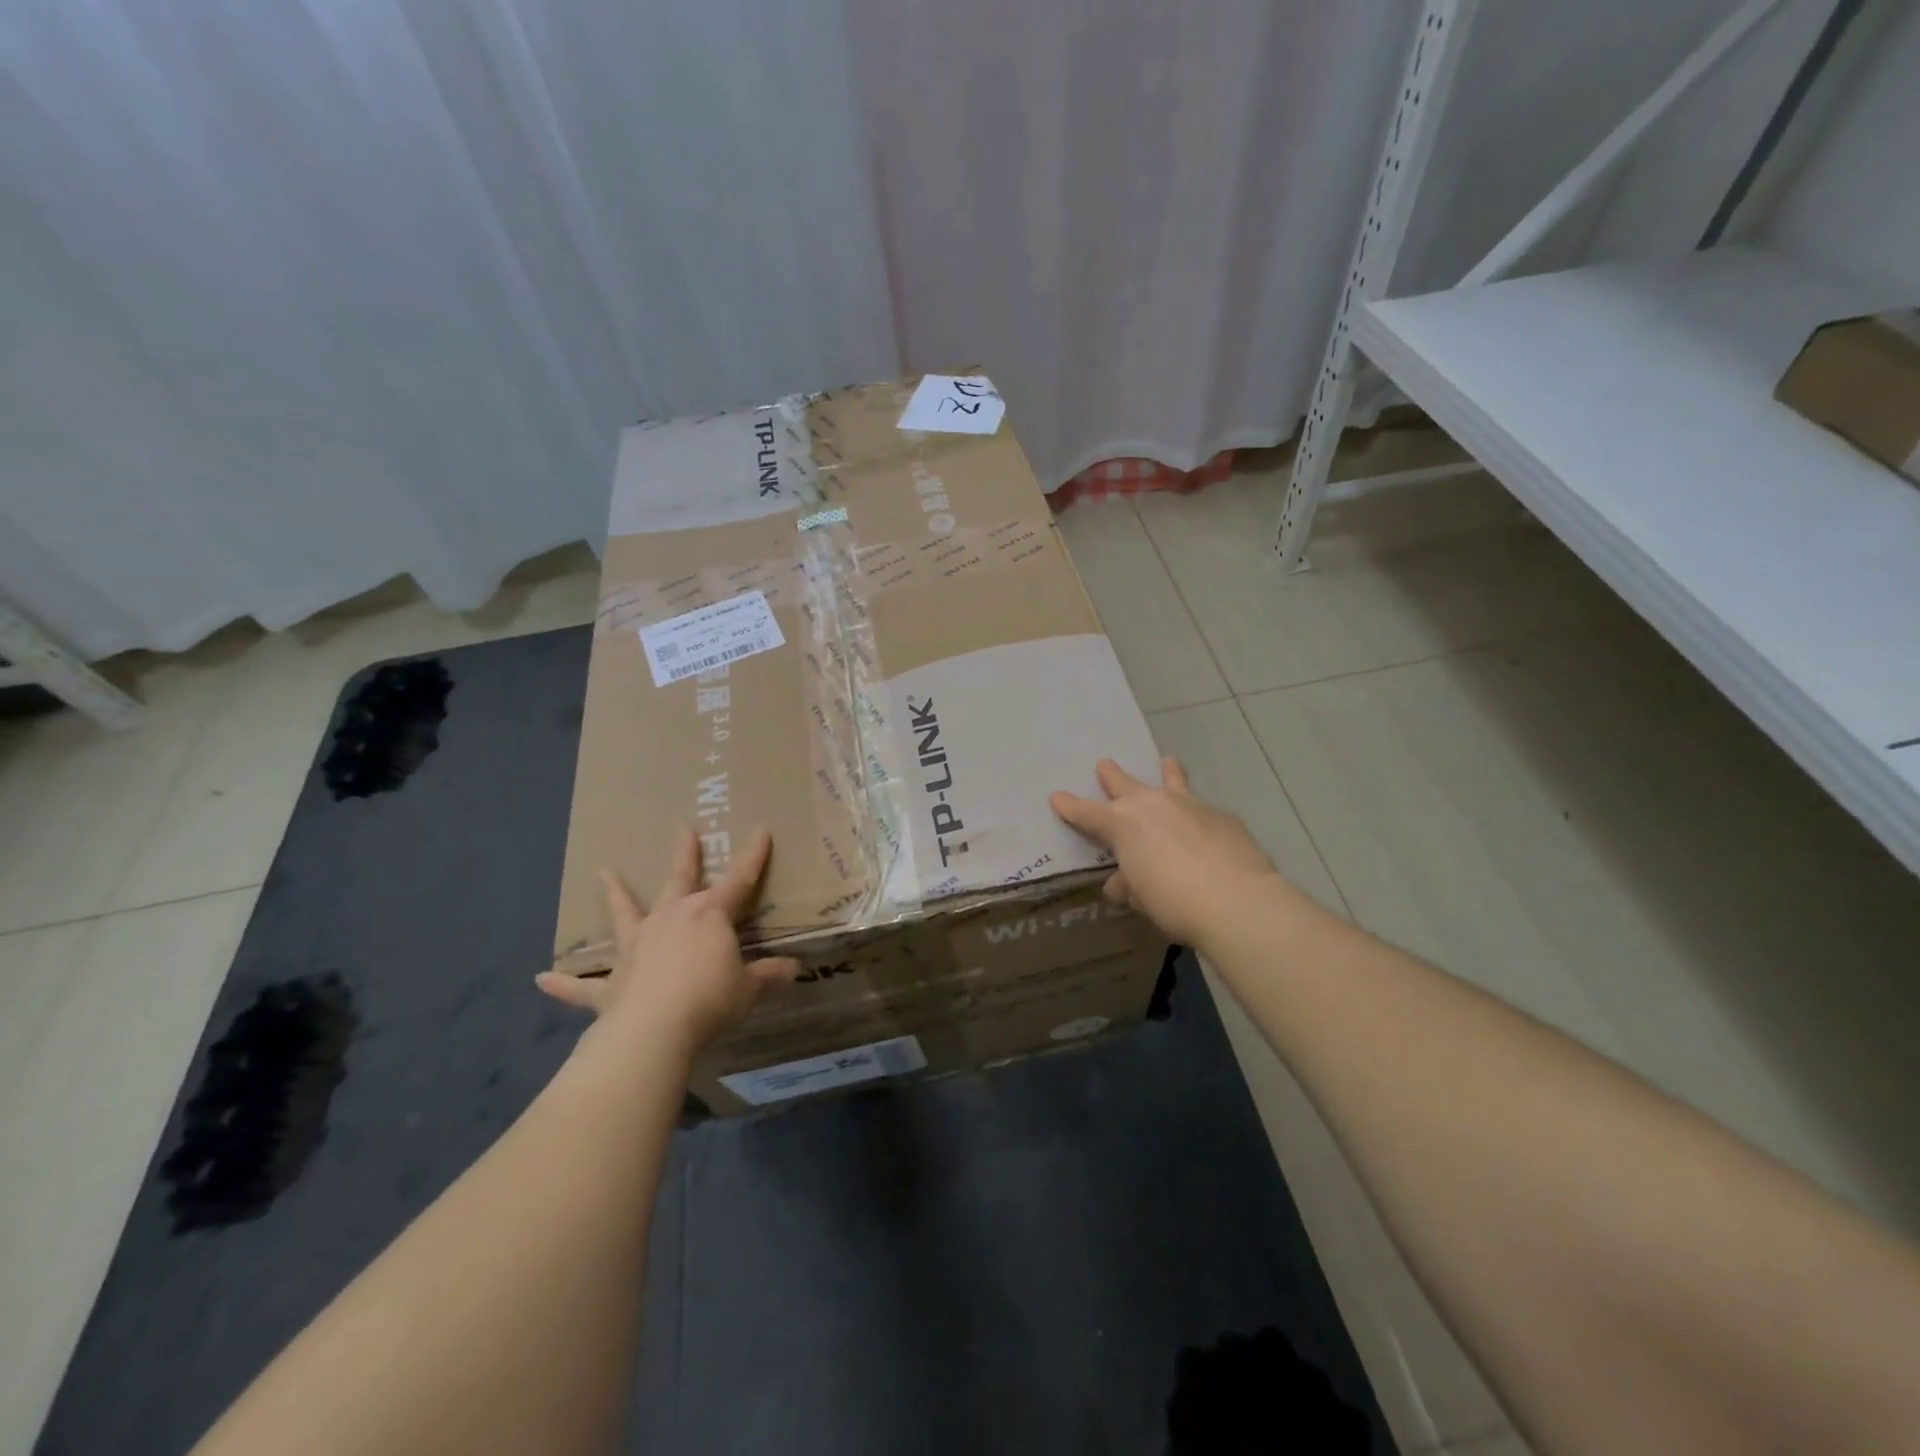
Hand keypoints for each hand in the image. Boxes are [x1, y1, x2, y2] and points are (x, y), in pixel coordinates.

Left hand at [535, 826, 799, 1057]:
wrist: (654, 1031)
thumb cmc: (709, 1001)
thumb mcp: (748, 989)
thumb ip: (768, 976)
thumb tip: (793, 969)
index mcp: (708, 916)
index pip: (739, 880)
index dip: (752, 856)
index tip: (760, 830)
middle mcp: (670, 920)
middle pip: (679, 880)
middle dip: (684, 854)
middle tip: (682, 828)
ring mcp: (636, 947)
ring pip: (625, 914)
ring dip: (615, 894)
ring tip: (603, 873)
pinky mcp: (611, 982)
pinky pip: (583, 984)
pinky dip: (563, 983)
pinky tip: (541, 979)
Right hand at [1050, 757, 1280, 946]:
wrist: (1235, 900)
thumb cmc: (1173, 902)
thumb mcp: (1142, 899)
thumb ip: (1128, 886)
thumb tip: (1121, 884)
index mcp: (1122, 824)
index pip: (1086, 813)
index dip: (1069, 806)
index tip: (1056, 797)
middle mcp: (1152, 805)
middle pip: (1124, 783)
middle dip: (1111, 775)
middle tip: (1104, 765)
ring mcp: (1189, 805)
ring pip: (1171, 779)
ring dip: (1166, 772)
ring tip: (1167, 762)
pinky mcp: (1221, 816)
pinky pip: (1202, 809)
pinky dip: (1197, 815)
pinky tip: (1206, 829)